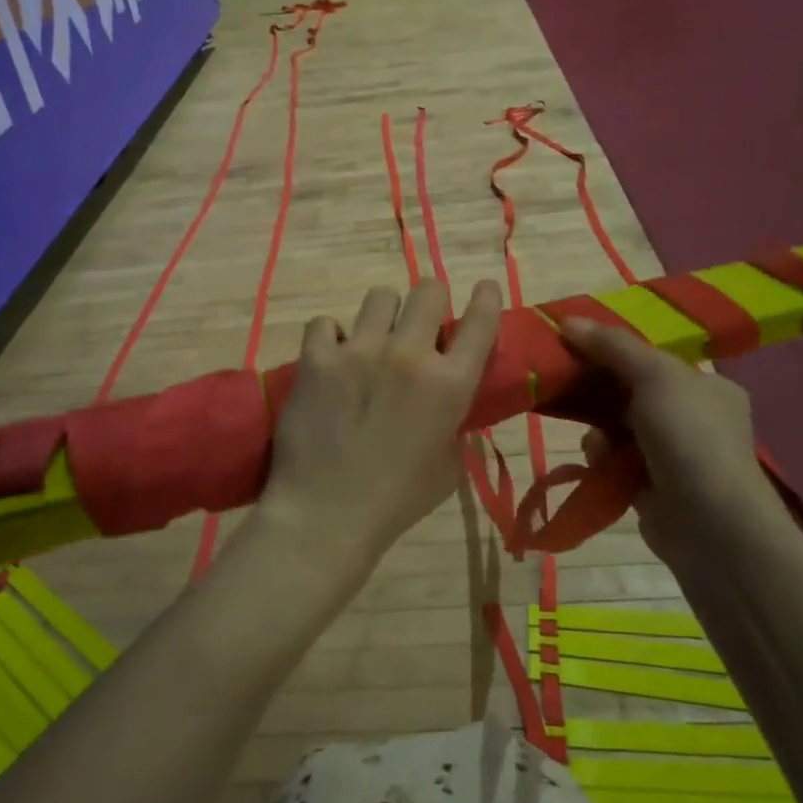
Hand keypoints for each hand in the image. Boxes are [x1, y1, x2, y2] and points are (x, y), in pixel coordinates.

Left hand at [249, 279, 503, 601]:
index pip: (481, 320)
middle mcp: (409, 356)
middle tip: (419, 323)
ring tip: (372, 340)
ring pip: (379, 297)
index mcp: (450, 385)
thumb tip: (446, 397)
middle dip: (430, 301)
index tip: (483, 289)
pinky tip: (331, 358)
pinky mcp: (316, 359)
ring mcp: (359, 352)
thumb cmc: (397, 500)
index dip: (486, 297)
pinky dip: (331, 337)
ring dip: (382, 316)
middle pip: (428, 290)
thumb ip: (453, 420)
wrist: (327, 513)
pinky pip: (326, 323)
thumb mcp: (449, 464)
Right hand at [560, 318, 783, 568]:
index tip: (574, 346)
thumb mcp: (654, 375)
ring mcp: (673, 455)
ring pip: (616, 426)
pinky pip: (613, 460)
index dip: (612, 350)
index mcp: (706, 386)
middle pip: (630, 391)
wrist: (710, 525)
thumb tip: (566, 320)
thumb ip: (612, 345)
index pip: (652, 359)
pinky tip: (599, 462)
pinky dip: (602, 458)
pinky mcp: (651, 486)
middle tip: (568, 385)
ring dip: (598, 428)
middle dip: (598, 391)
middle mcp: (693, 418)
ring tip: (594, 439)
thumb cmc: (689, 437)